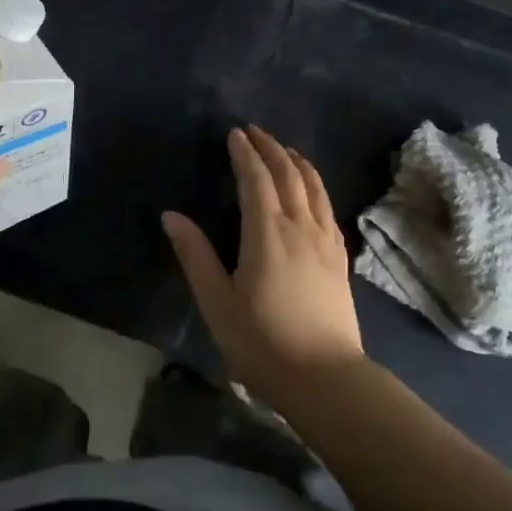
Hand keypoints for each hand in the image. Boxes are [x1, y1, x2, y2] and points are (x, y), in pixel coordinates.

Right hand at [162, 125, 363, 406]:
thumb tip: (171, 215)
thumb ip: (195, 255)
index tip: (234, 134)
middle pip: (288, 174)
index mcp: (267, 234)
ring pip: (314, 187)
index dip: (244, 154)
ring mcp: (325, 242)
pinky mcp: (340, 258)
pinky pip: (328, 208)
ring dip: (297, 162)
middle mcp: (300, 227)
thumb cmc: (262, 343)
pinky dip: (316, 187)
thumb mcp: (217, 303)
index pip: (256, 180)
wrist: (325, 378)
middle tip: (254, 132)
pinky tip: (311, 191)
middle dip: (271, 148)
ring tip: (284, 149)